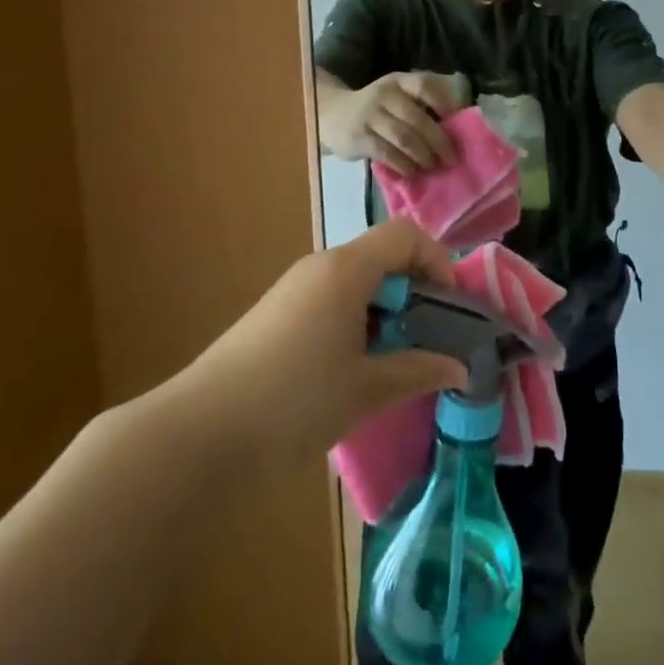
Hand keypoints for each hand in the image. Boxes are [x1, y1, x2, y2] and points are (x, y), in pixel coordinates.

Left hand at [178, 221, 467, 461]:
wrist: (203, 429)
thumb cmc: (296, 399)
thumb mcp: (367, 389)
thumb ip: (418, 370)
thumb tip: (460, 368)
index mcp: (347, 269)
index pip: (405, 235)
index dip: (437, 261)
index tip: (448, 307)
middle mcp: (321, 265)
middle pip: (381, 256)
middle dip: (413, 291)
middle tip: (427, 340)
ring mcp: (295, 287)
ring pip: (357, 281)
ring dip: (384, 310)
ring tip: (393, 360)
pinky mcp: (277, 311)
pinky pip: (332, 298)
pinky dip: (356, 320)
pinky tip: (352, 368)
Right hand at [321, 71, 462, 175]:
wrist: (333, 115)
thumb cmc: (377, 110)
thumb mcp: (396, 97)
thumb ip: (420, 106)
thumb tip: (456, 128)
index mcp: (399, 82)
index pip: (424, 85)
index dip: (444, 102)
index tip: (457, 122)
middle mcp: (385, 94)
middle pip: (417, 118)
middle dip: (438, 141)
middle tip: (451, 158)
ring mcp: (370, 115)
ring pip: (403, 137)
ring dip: (423, 155)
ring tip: (434, 166)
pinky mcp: (359, 137)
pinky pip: (386, 153)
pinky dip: (403, 165)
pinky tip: (412, 172)